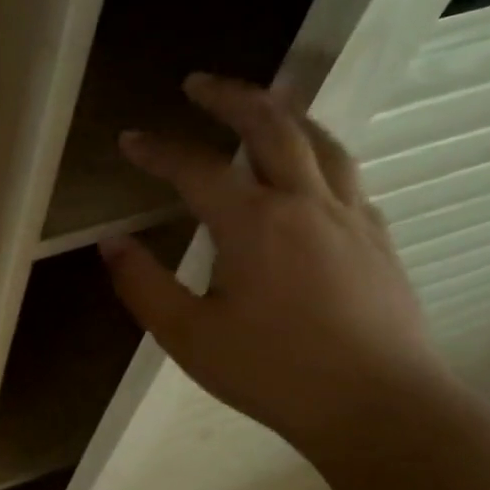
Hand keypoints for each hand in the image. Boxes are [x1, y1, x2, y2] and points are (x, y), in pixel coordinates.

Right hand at [100, 73, 454, 453]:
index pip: (195, 168)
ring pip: (319, 142)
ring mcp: (349, 216)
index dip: (158, 150)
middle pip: (270, 127)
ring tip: (260, 104)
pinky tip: (308, 170)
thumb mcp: (188, 336)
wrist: (378, 406)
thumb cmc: (273, 372)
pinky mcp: (376, 238)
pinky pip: (346, 175)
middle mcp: (305, 203)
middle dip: (230, 97)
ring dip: (283, 113)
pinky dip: (317, 154)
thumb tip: (111, 244)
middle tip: (198, 83)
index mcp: (253, 224)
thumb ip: (143, 285)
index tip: (130, 139)